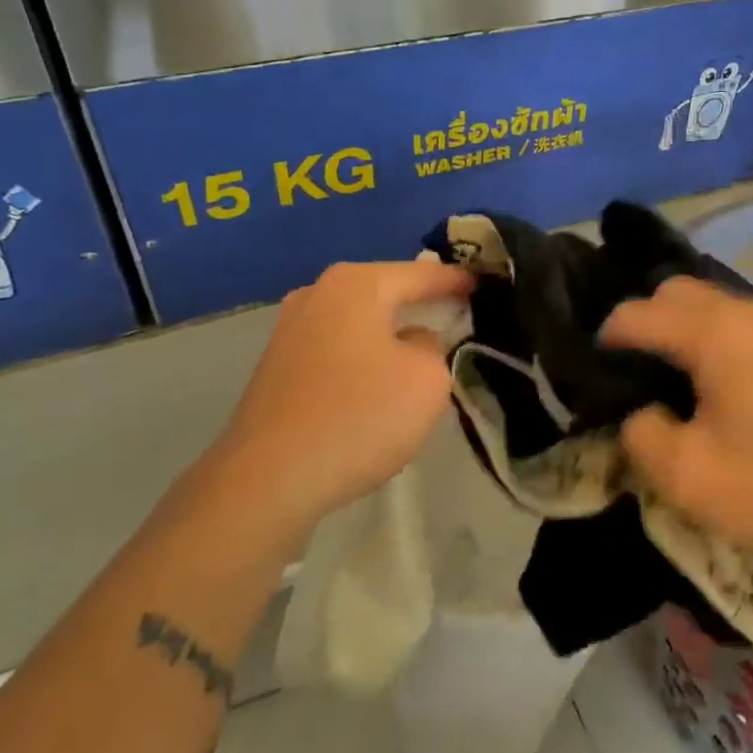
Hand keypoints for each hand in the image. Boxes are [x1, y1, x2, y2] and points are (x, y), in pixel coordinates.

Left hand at [202, 259, 471, 530]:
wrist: (269, 478)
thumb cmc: (359, 416)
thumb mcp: (427, 379)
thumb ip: (432, 346)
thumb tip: (411, 342)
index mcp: (357, 284)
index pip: (422, 274)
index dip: (456, 281)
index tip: (484, 285)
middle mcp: (318, 293)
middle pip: (384, 291)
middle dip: (419, 302)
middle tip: (455, 312)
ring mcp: (290, 328)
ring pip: (358, 321)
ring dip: (388, 332)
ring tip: (419, 347)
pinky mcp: (276, 365)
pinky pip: (335, 348)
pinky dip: (361, 356)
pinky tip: (374, 382)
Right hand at [601, 277, 752, 560]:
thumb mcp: (685, 474)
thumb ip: (640, 433)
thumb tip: (639, 411)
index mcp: (710, 333)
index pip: (635, 314)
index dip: (605, 342)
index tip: (595, 380)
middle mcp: (740, 312)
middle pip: (670, 291)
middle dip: (641, 322)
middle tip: (632, 374)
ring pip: (704, 301)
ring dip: (675, 327)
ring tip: (667, 378)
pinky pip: (731, 319)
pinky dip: (706, 335)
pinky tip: (710, 382)